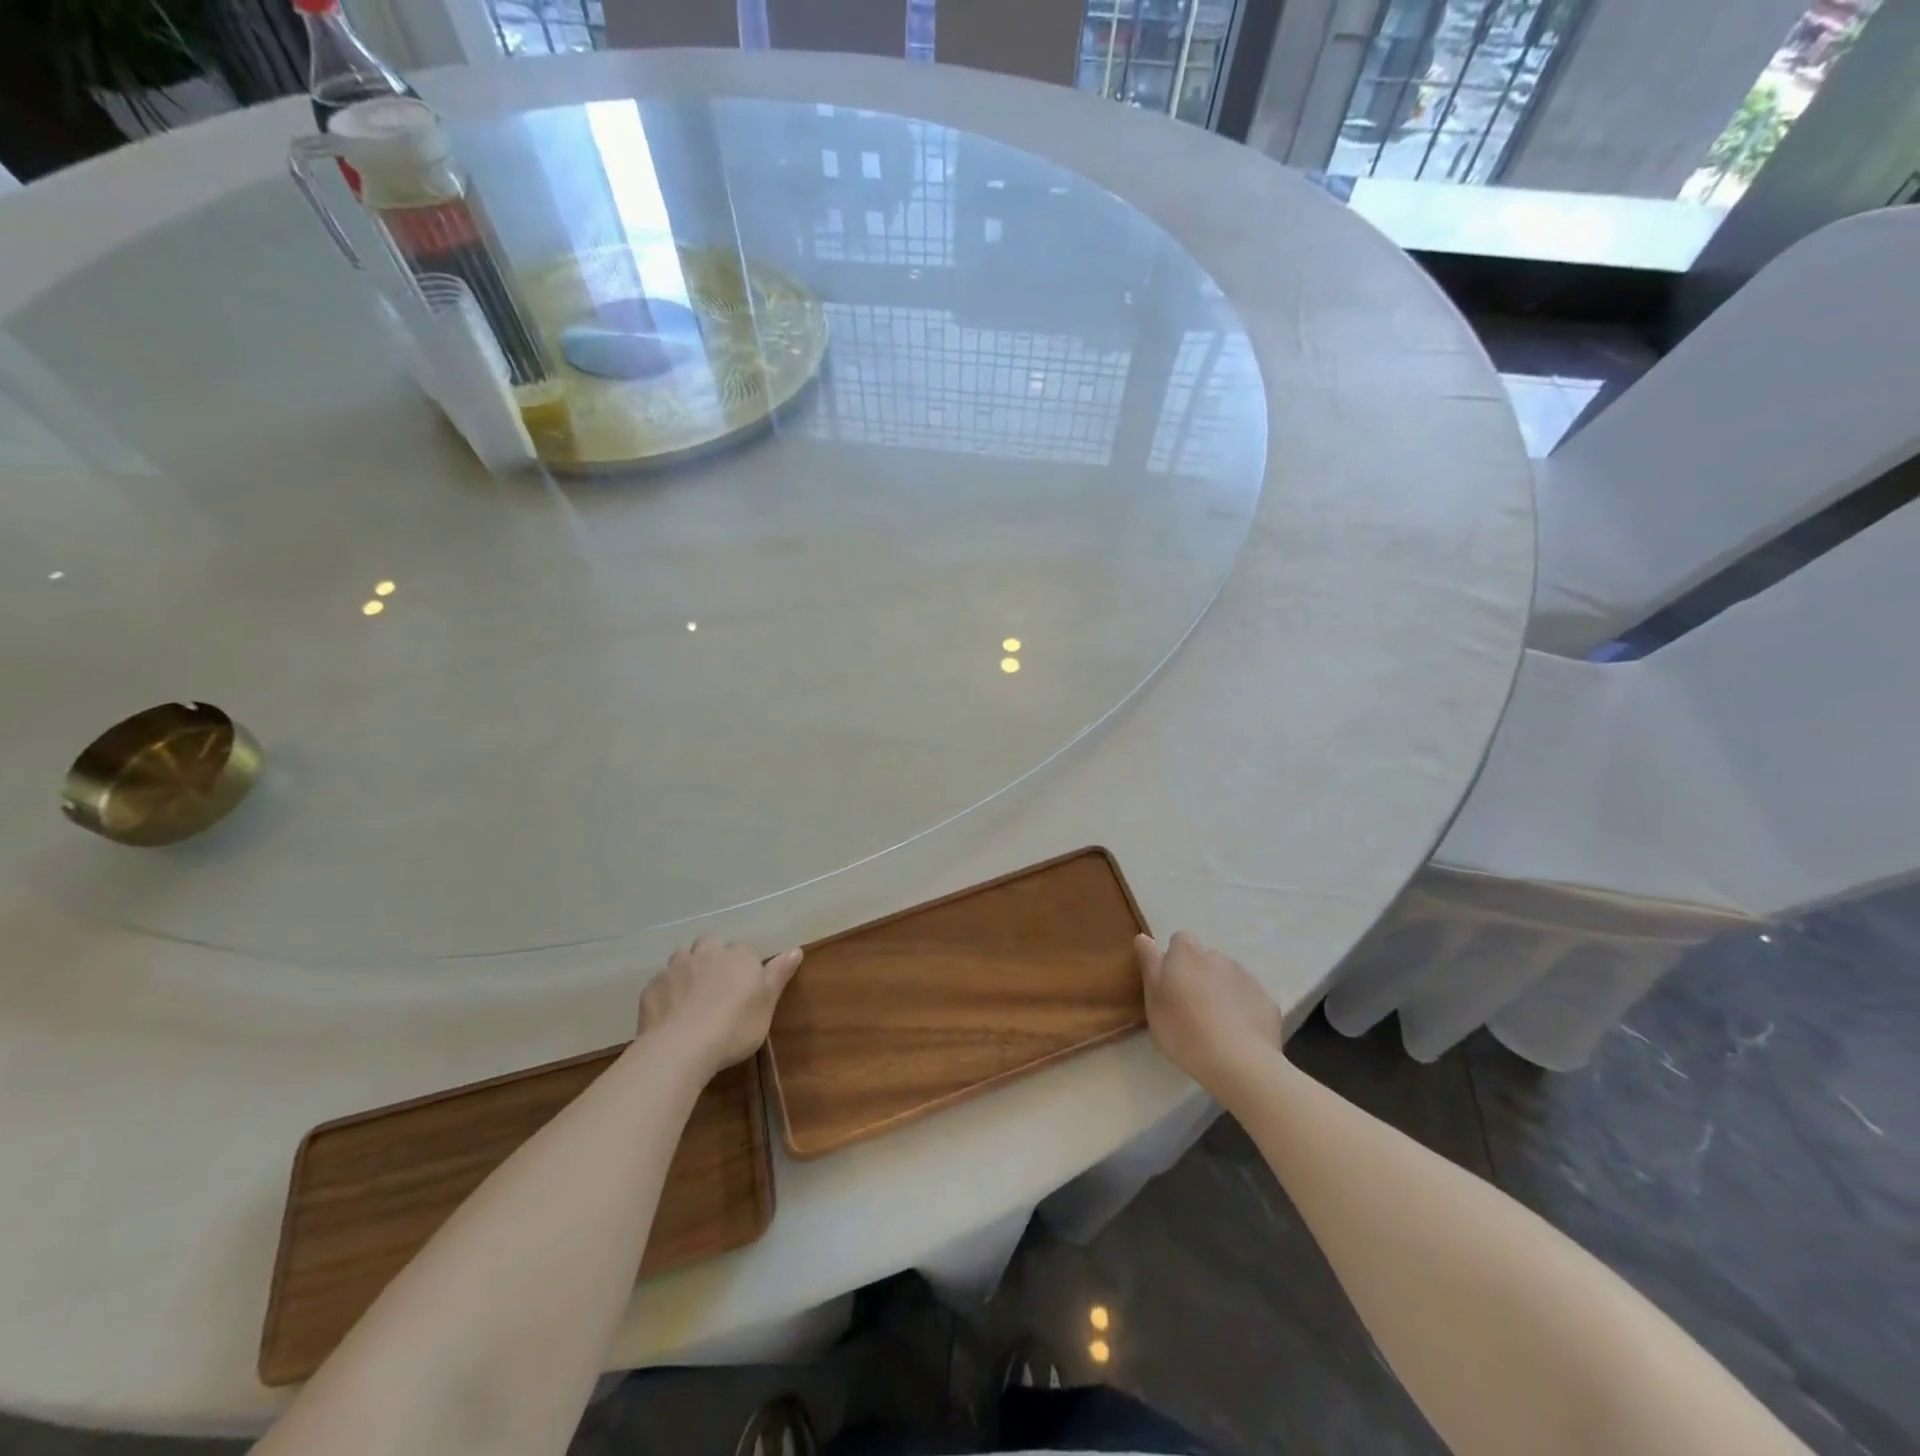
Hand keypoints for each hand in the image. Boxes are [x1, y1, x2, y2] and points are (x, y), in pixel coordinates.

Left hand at [637, 936, 803, 1074]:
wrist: (682, 1046)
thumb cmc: (735, 1026)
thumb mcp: (767, 1003)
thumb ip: (779, 973)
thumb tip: (796, 949)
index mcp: (739, 955)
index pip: (745, 951)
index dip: (745, 967)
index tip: (745, 988)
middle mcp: (707, 952)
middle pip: (711, 944)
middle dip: (714, 957)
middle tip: (718, 985)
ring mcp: (676, 967)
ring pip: (683, 957)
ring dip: (689, 968)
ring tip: (692, 994)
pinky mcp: (652, 987)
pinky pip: (662, 981)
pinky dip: (668, 990)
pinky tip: (671, 1011)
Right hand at [1135, 931, 1283, 1094]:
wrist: (1240, 1063)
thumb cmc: (1185, 1032)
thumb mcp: (1154, 1003)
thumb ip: (1150, 967)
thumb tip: (1143, 938)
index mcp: (1186, 955)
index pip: (1180, 940)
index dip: (1175, 959)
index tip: (1171, 984)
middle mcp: (1217, 957)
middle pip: (1205, 959)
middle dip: (1199, 975)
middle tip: (1191, 1007)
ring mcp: (1246, 977)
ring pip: (1228, 977)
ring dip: (1221, 990)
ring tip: (1216, 1023)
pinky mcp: (1267, 1000)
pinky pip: (1249, 998)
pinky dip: (1243, 1008)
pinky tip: (1239, 1034)